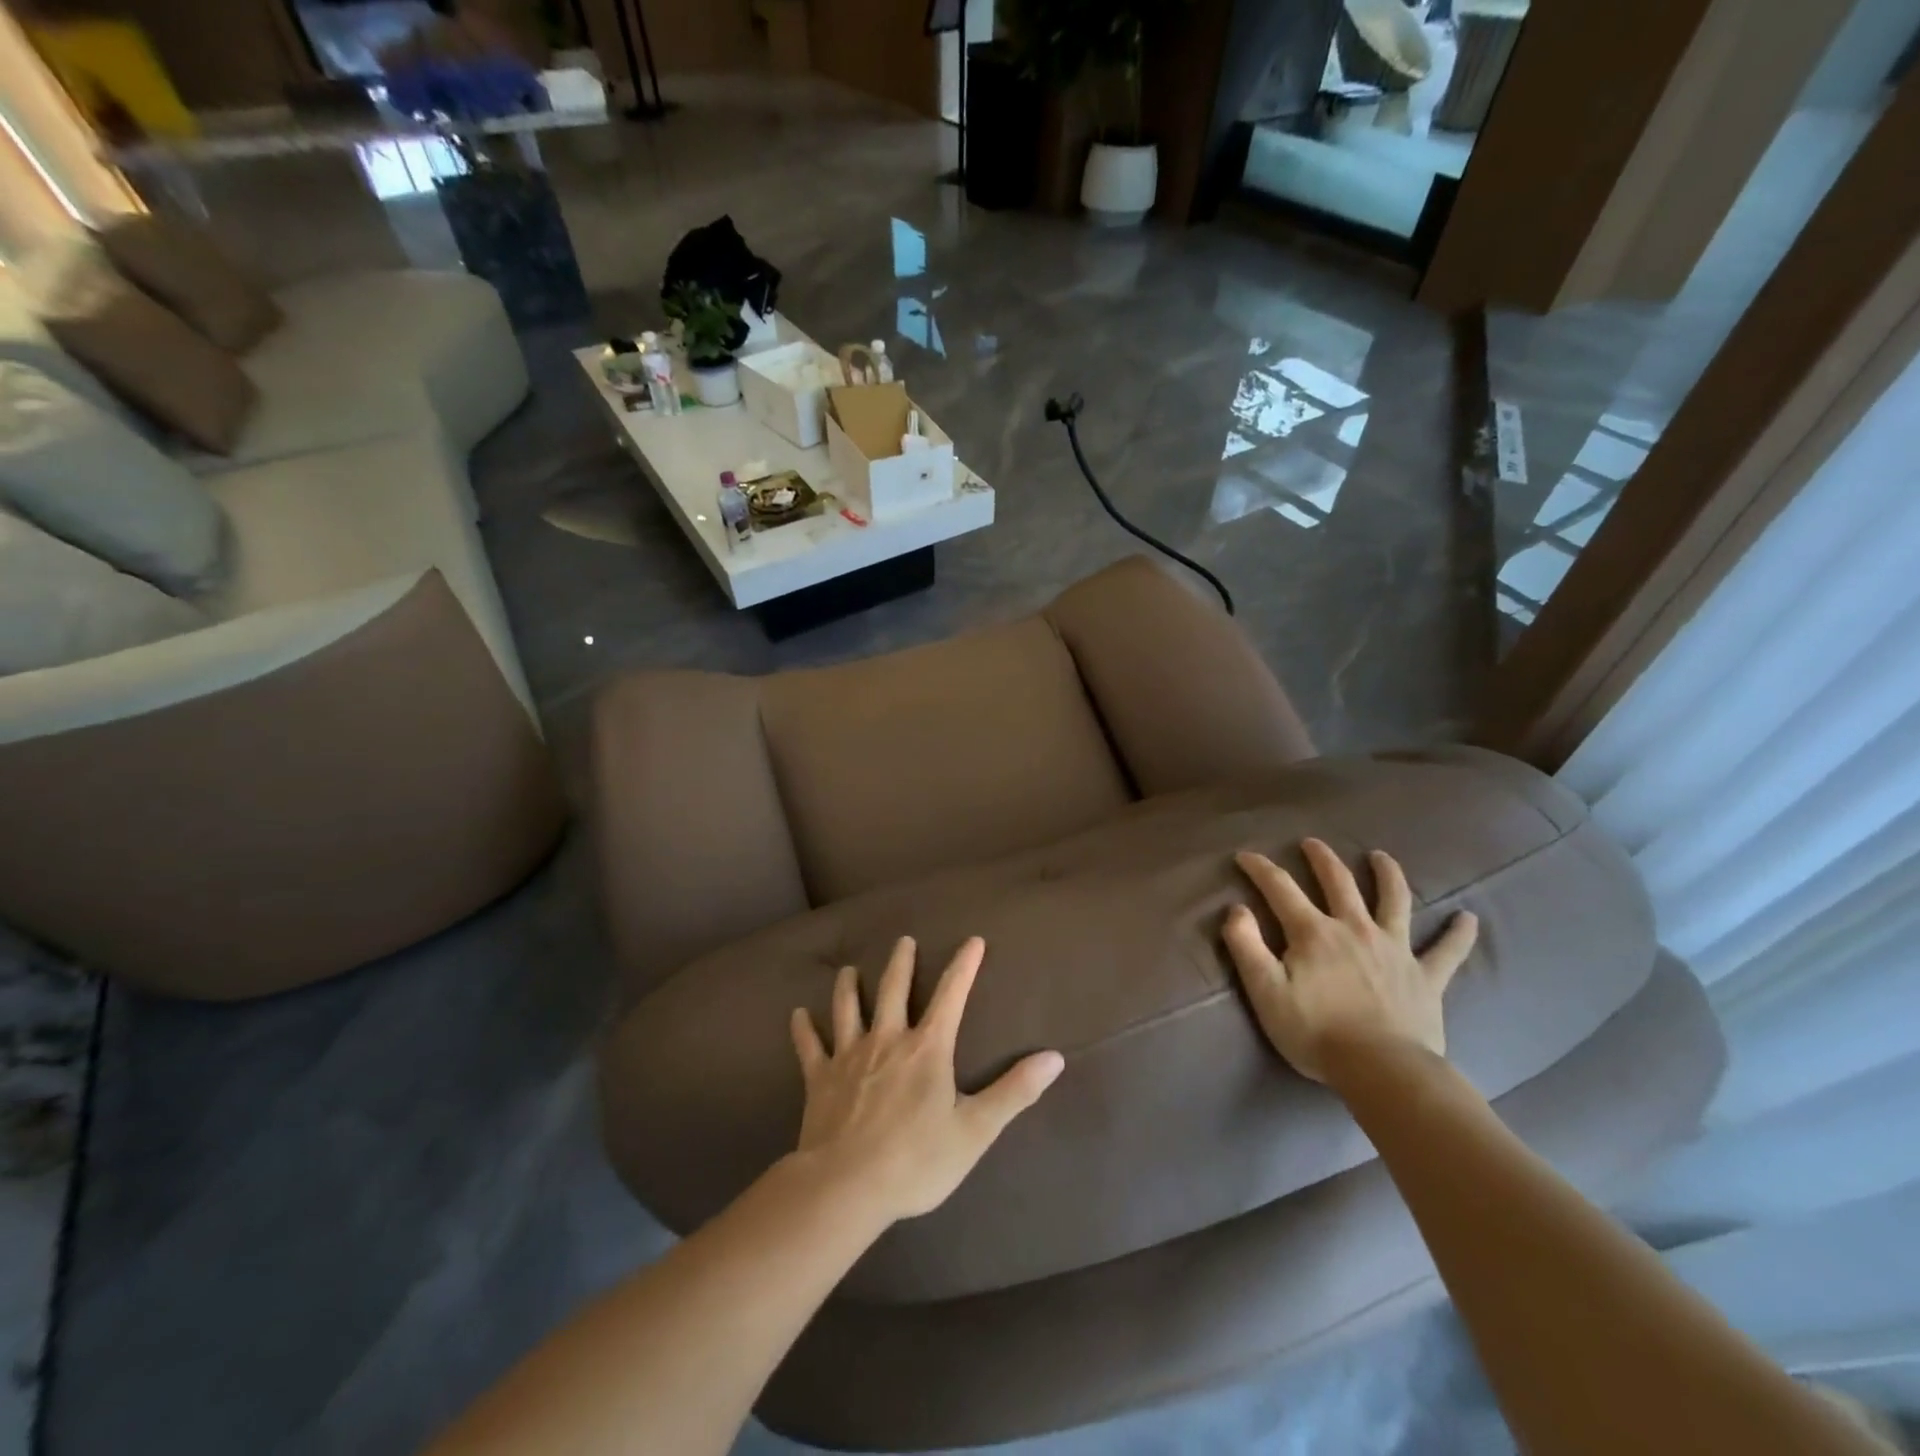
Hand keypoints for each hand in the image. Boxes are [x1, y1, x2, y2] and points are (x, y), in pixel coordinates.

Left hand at [789, 936, 1064, 1223]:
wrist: (846, 1186)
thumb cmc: (916, 1160)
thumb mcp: (975, 1130)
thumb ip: (1014, 1092)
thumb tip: (1054, 1058)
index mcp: (927, 1049)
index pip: (951, 995)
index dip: (964, 966)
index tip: (973, 940)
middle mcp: (887, 1040)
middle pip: (893, 989)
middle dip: (900, 962)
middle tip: (903, 940)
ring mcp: (849, 1055)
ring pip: (847, 1008)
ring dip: (849, 986)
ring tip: (848, 970)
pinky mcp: (819, 1078)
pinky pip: (809, 1046)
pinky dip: (803, 1028)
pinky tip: (798, 1014)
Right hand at [1222, 839, 1478, 1082]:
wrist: (1383, 1071)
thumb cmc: (1316, 1033)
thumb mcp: (1265, 992)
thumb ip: (1246, 945)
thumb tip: (1236, 909)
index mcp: (1314, 933)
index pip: (1280, 888)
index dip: (1260, 868)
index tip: (1245, 855)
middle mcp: (1355, 928)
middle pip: (1338, 882)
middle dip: (1322, 859)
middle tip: (1312, 843)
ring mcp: (1395, 949)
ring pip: (1393, 900)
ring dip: (1387, 874)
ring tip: (1380, 857)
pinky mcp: (1426, 976)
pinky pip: (1447, 951)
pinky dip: (1459, 933)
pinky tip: (1469, 917)